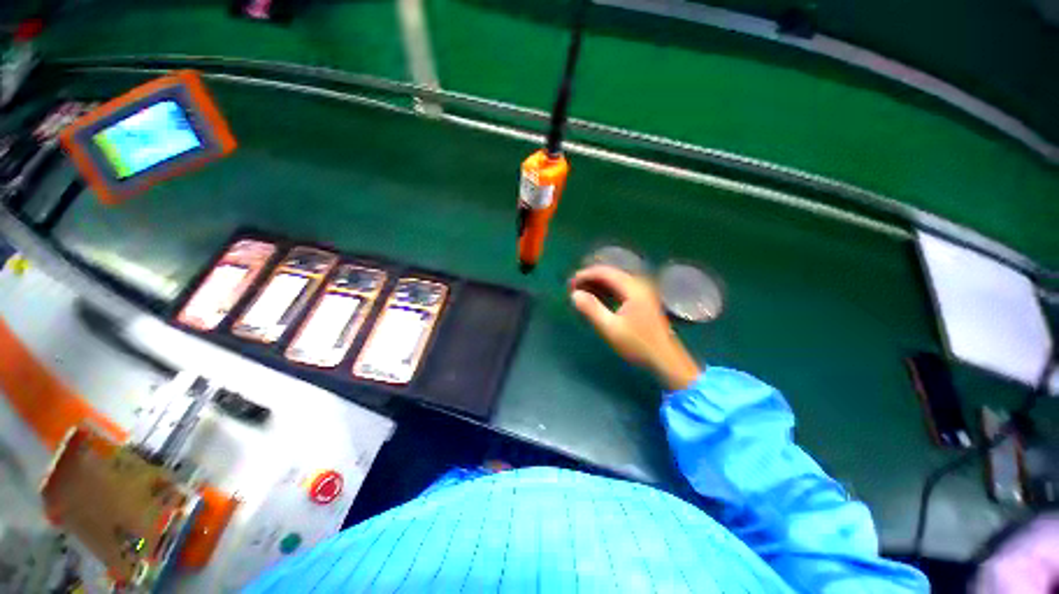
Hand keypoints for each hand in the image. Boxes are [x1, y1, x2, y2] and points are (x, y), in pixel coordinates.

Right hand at [570, 266, 700, 390]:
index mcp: (633, 288)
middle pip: (610, 273)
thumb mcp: (611, 329)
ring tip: (581, 292)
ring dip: (597, 283)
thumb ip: (591, 309)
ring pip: (615, 280)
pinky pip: (620, 287)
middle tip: (573, 288)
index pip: (605, 272)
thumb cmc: (638, 344)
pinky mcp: (643, 299)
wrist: (665, 359)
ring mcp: (643, 291)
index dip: (585, 275)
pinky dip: (606, 289)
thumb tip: (574, 294)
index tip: (570, 283)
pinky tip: (597, 297)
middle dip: (590, 278)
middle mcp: (639, 284)